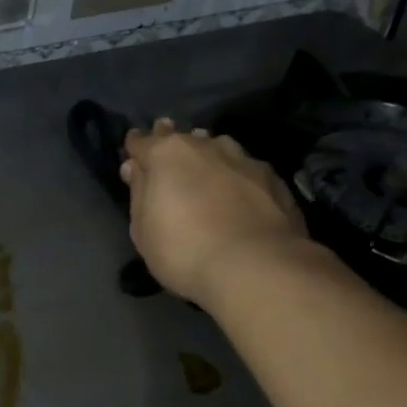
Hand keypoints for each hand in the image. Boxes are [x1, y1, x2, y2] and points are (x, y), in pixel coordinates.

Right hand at [120, 118, 310, 302]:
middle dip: (172, 145)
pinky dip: (235, 177)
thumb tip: (135, 168)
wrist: (256, 267)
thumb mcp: (142, 229)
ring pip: (218, 148)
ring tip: (204, 174)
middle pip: (183, 139)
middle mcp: (206, 146)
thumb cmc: (183, 250)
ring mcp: (244, 160)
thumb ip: (138, 192)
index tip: (132, 158)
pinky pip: (244, 170)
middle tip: (167, 161)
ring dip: (207, 157)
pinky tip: (237, 195)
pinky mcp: (274, 179)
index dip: (134, 149)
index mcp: (167, 154)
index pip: (142, 142)